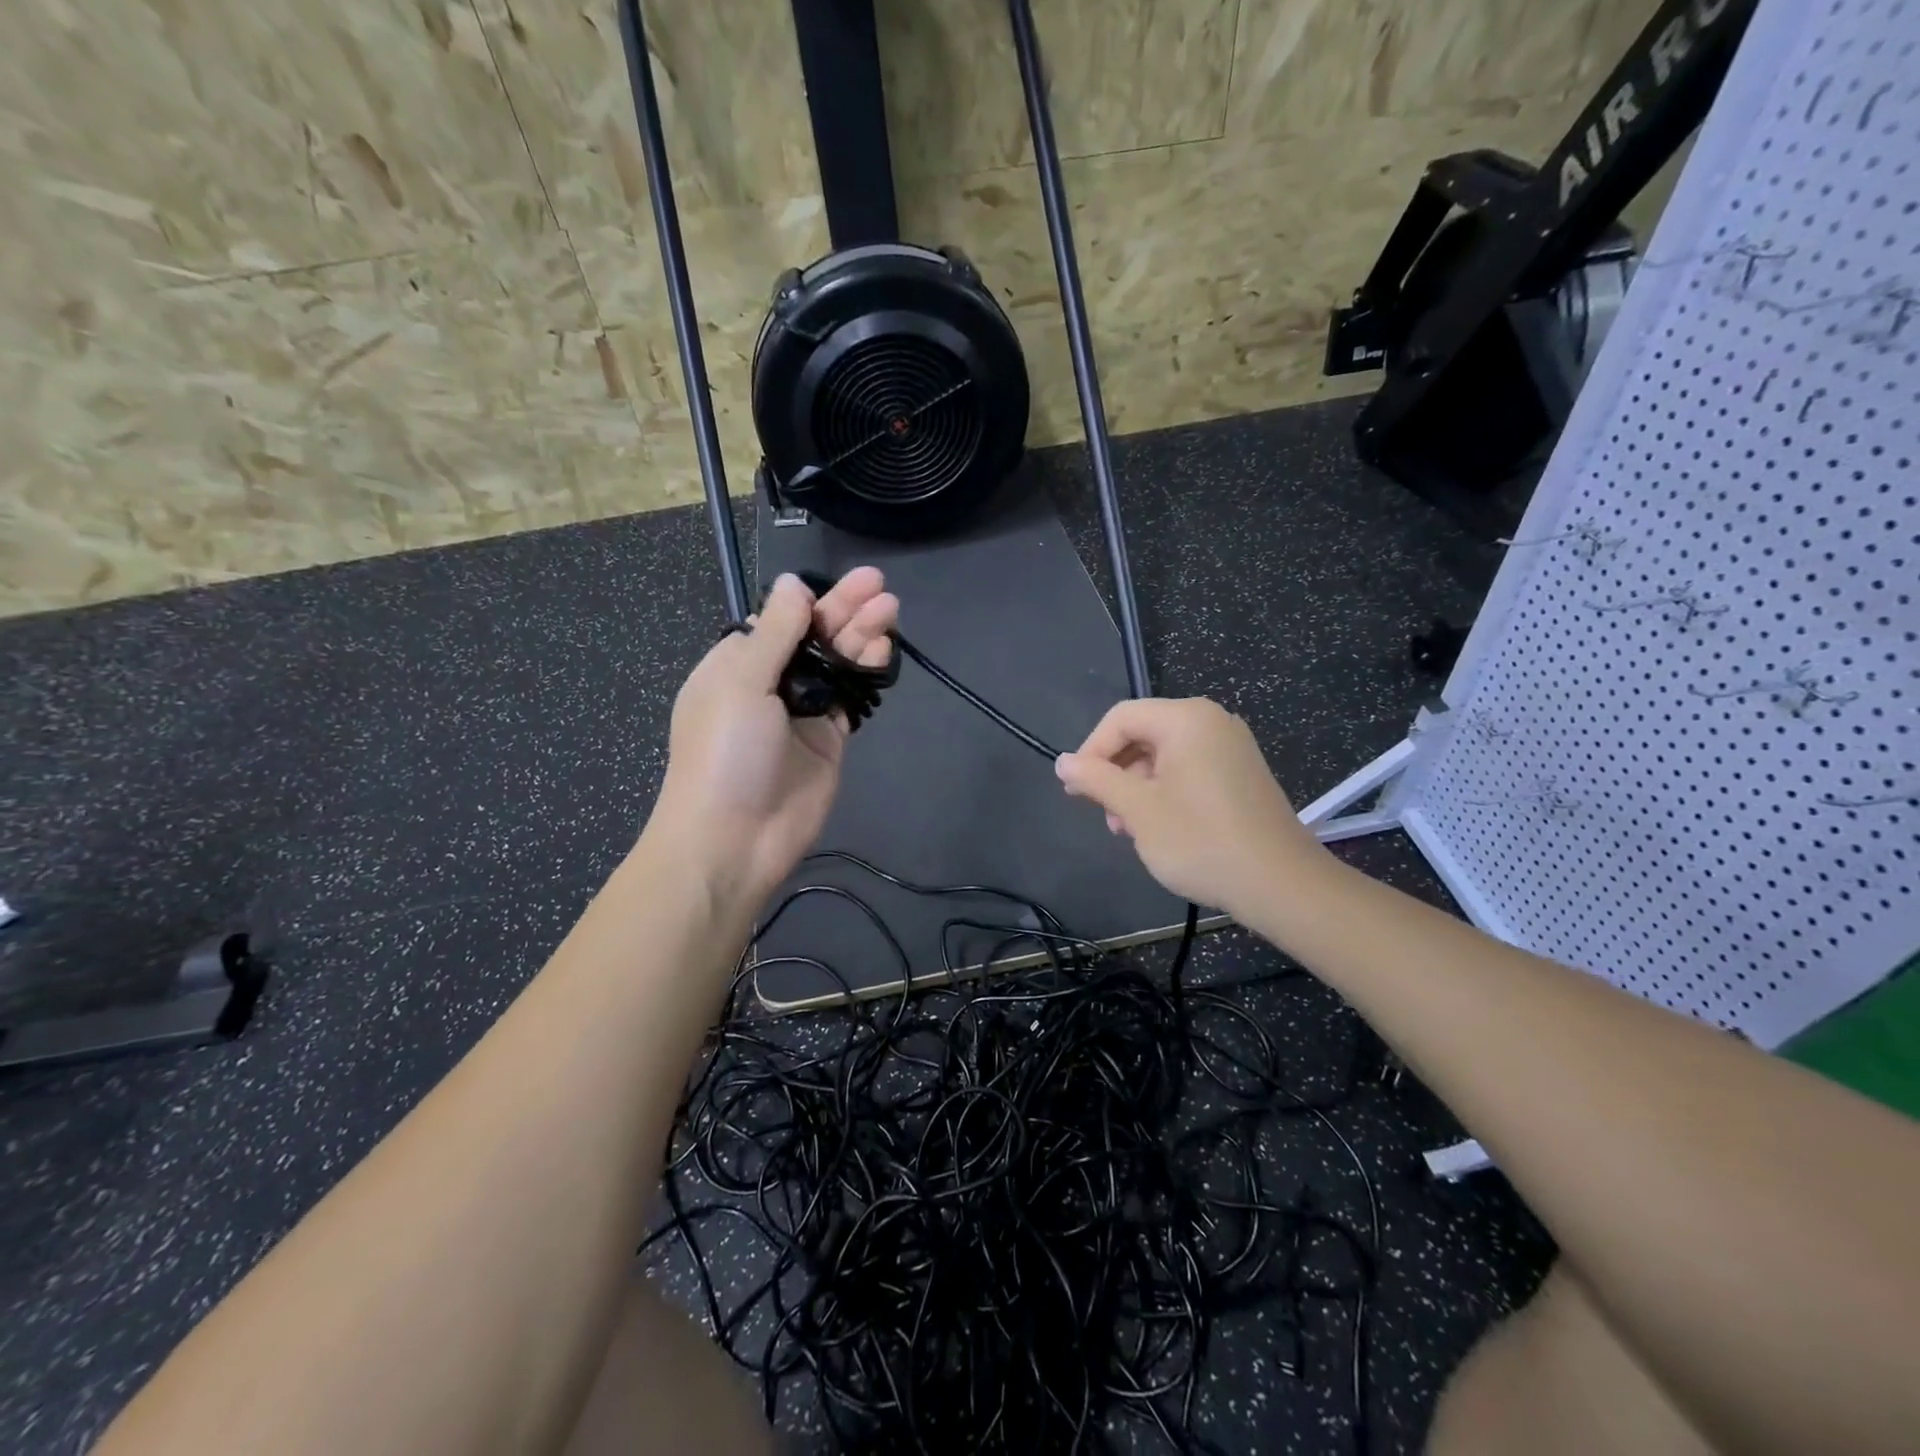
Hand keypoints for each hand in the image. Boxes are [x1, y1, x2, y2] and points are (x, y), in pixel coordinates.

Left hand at [649, 569, 897, 908]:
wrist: (734, 838)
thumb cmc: (725, 752)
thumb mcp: (741, 681)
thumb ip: (774, 631)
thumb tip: (792, 584)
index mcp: (737, 664)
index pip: (779, 620)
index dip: (812, 601)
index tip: (846, 583)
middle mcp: (770, 683)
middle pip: (813, 637)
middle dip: (845, 610)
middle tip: (880, 586)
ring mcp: (802, 712)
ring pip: (836, 664)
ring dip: (861, 635)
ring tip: (891, 609)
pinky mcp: (829, 739)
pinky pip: (850, 697)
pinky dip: (866, 673)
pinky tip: (883, 651)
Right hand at [1054, 698, 1331, 919]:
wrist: (1280, 884)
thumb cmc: (1200, 840)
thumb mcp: (1137, 810)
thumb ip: (1096, 780)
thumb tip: (1062, 761)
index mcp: (1186, 719)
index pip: (1120, 718)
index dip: (1091, 751)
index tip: (1076, 791)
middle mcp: (1211, 722)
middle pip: (1142, 734)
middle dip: (1115, 773)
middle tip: (1103, 815)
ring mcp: (1230, 747)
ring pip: (1163, 755)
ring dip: (1136, 788)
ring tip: (1128, 830)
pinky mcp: (1240, 773)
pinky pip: (1188, 769)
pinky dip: (1164, 792)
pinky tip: (1157, 828)